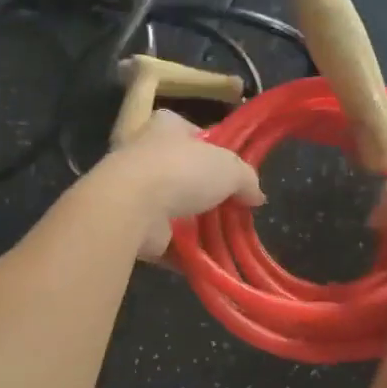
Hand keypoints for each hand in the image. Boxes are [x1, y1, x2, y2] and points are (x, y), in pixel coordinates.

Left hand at [97, 110, 264, 259]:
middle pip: (184, 172)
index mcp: (166, 127)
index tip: (234, 170)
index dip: (215, 149)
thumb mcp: (229, 167)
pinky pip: (164, 239)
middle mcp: (146, 153)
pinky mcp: (132, 224)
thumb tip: (256, 196)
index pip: (193, 132)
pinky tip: (206, 260)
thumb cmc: (181, 171)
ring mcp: (135, 191)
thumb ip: (246, 178)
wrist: (130, 207)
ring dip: (196, 225)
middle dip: (207, 192)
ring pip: (174, 208)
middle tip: (234, 208)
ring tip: (225, 239)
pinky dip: (183, 251)